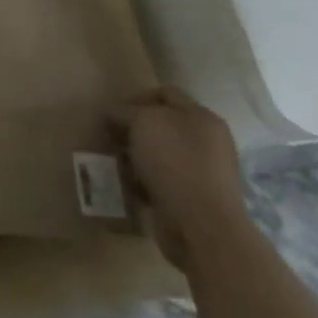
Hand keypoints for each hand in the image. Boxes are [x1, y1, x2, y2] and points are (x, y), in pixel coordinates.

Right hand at [113, 87, 248, 269]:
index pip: (164, 93)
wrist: (201, 224)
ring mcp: (202, 170)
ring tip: (118, 165)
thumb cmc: (174, 162)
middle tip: (111, 139)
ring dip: (135, 157)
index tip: (112, 113)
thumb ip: (124, 111)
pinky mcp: (192, 196)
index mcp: (201, 117)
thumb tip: (113, 113)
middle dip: (132, 130)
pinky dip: (143, 181)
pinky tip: (131, 187)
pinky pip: (160, 179)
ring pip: (158, 153)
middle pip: (160, 124)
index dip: (135, 97)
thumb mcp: (143, 122)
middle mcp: (206, 140)